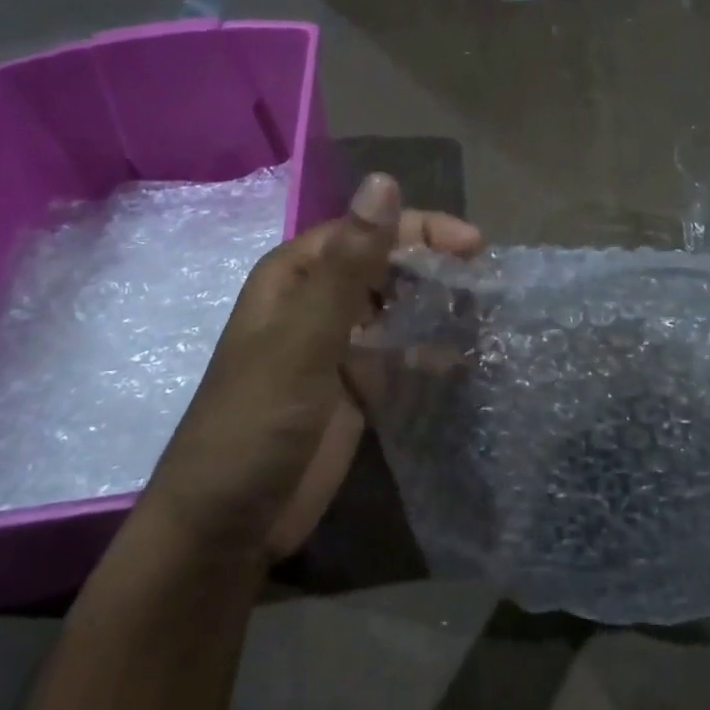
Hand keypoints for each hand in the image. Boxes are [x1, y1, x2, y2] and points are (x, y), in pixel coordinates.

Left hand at [145, 174, 480, 559]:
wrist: (224, 529)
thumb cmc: (256, 423)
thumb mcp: (305, 339)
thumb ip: (349, 264)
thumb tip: (383, 180)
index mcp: (295, 276)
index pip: (366, 231)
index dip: (421, 230)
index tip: (475, 247)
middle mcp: (315, 303)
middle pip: (384, 266)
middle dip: (433, 268)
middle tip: (485, 283)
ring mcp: (334, 347)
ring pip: (395, 308)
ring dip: (435, 306)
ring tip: (484, 315)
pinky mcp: (352, 388)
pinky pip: (398, 353)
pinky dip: (428, 350)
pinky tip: (461, 356)